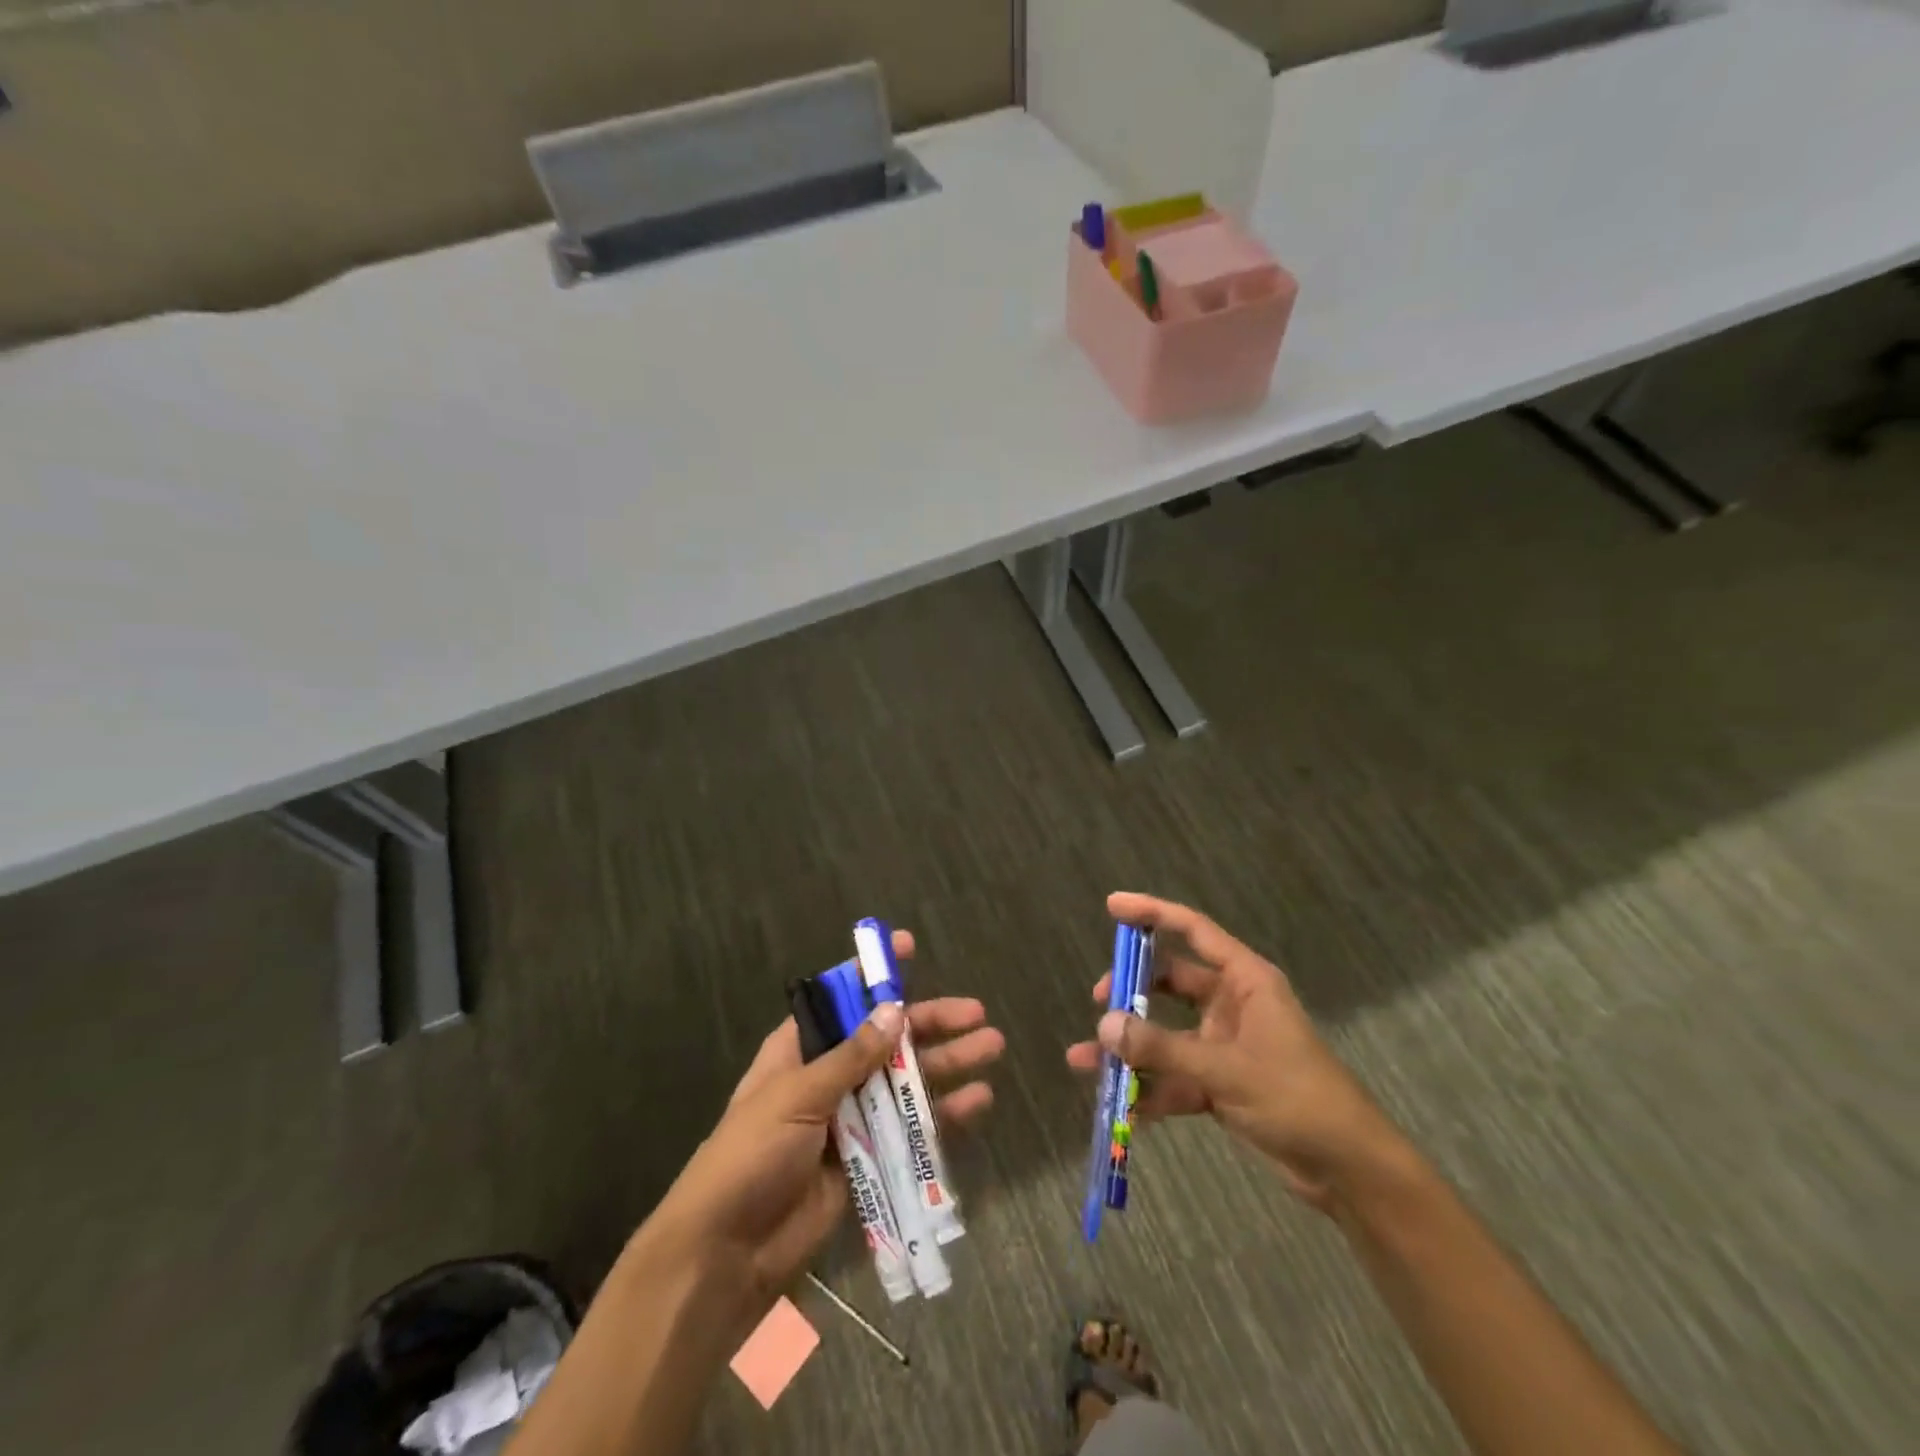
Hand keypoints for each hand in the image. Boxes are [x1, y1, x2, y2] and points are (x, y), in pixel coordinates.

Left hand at [642, 930, 1002, 1307]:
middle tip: (977, 1014)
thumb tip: (895, 1011)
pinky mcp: (868, 1159)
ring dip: (947, 1065)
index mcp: (800, 1049)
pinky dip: (942, 1115)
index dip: (875, 974)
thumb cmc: (751, 1156)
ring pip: (906, 1081)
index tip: (909, 947)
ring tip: (991, 1049)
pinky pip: (910, 1129)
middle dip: (931, 1024)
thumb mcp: (796, 1095)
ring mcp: (850, 1118)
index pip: (842, 999)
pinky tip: (978, 1101)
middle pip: (887, 1039)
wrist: (727, 1254)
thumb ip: (850, 1057)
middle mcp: (829, 1076)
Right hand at [1067, 893, 1401, 1211]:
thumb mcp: (1226, 1070)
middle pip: (1171, 981)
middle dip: (1131, 989)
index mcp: (1245, 981)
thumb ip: (1162, 1048)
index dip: (1152, 912)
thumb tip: (1104, 1025)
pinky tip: (1119, 1106)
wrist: (1349, 1169)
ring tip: (1085, 1061)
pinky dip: (1149, 1089)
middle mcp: (1232, 1005)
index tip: (1112, 905)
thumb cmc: (1296, 1098)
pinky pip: (1175, 1076)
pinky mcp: (1221, 1084)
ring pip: (1166, 1034)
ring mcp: (1225, 1045)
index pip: (1192, 930)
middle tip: (1099, 1001)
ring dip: (1131, 1048)